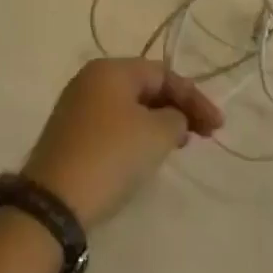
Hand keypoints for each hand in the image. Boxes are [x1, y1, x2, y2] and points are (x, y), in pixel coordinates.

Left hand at [22, 58, 223, 229]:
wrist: (54, 202)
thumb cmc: (110, 156)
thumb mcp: (155, 135)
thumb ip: (176, 118)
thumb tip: (172, 119)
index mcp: (111, 69)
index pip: (163, 73)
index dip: (194, 97)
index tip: (218, 127)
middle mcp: (91, 79)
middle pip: (145, 86)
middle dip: (177, 108)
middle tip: (202, 135)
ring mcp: (77, 106)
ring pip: (129, 106)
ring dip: (158, 121)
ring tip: (179, 144)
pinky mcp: (71, 133)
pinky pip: (114, 123)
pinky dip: (137, 133)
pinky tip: (147, 154)